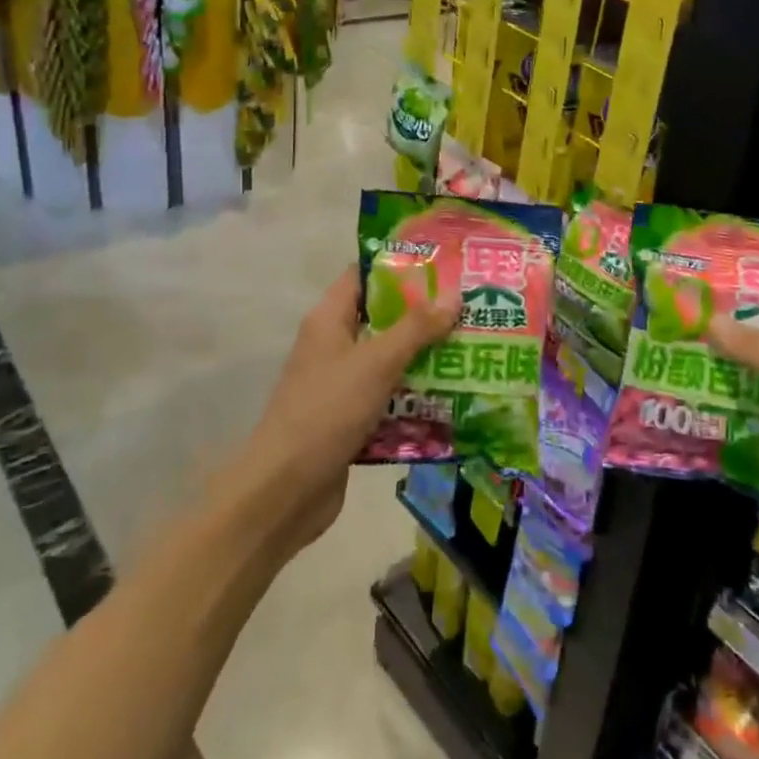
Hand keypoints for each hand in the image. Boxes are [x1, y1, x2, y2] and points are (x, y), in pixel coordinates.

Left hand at [240, 266, 458, 550]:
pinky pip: (389, 397)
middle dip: (424, 315)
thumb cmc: (327, 412)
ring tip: (473, 349)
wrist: (285, 492)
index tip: (444, 266)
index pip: (364, 276)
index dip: (400, 267)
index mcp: (329, 320)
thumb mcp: (375, 363)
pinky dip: (415, 397)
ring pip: (390, 360)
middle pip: (383, 318)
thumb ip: (416, 328)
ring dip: (425, 358)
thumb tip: (454, 294)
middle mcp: (334, 346)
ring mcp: (342, 384)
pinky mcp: (351, 419)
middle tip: (470, 308)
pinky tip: (453, 398)